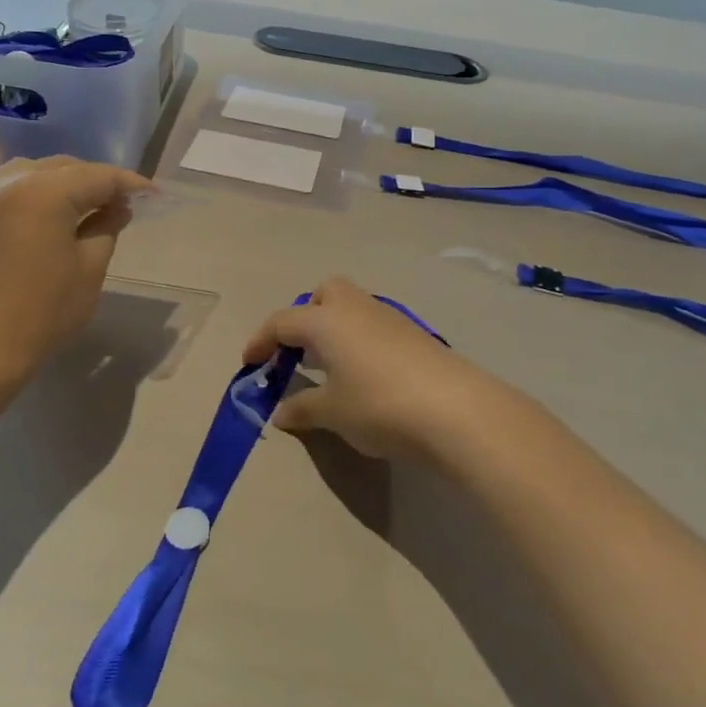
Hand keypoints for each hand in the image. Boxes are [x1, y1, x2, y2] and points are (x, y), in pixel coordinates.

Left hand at [0, 157, 151, 381]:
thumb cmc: (41, 312)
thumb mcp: (89, 270)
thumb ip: (107, 228)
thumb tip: (118, 207)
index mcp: (45, 192)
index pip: (98, 176)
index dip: (129, 184)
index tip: (152, 195)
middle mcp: (10, 182)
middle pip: (64, 167)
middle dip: (96, 181)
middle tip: (121, 204)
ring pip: (33, 173)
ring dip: (63, 183)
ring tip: (84, 208)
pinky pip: (9, 189)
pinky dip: (34, 194)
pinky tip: (47, 218)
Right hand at [240, 276, 516, 465]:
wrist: (456, 410)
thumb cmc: (379, 405)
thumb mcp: (332, 413)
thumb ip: (302, 408)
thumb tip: (281, 412)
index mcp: (326, 320)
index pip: (282, 321)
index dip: (261, 341)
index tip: (249, 364)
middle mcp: (356, 309)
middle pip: (324, 293)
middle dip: (307, 316)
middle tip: (300, 353)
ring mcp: (390, 319)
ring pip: (353, 308)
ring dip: (335, 330)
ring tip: (330, 370)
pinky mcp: (415, 335)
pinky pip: (375, 327)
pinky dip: (360, 343)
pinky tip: (365, 378)